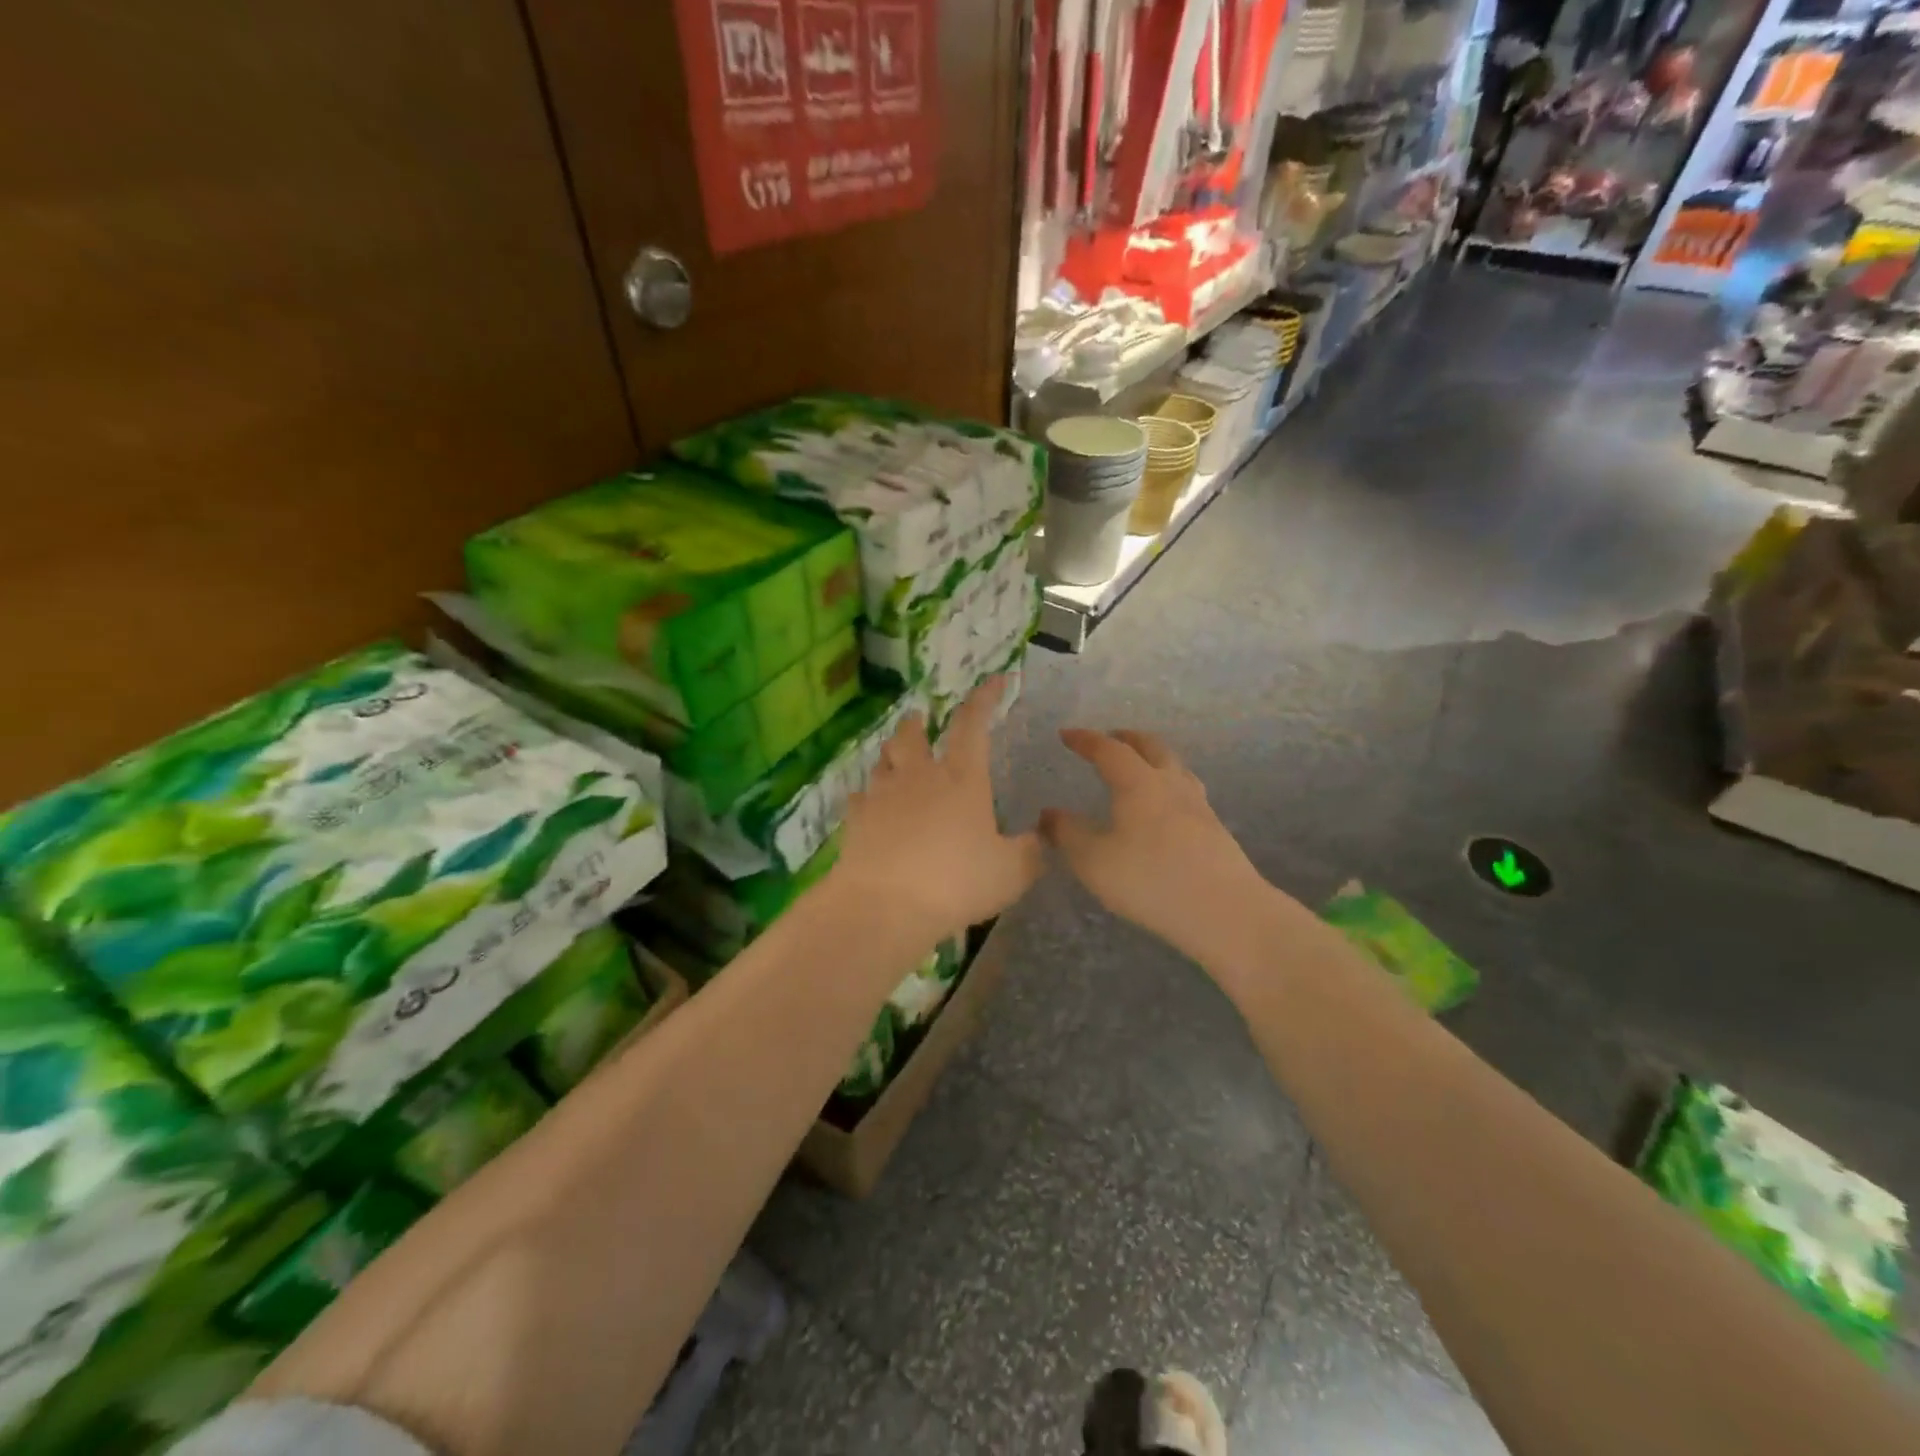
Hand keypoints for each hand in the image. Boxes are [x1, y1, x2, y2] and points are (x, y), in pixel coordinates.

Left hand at [833, 678, 1043, 942]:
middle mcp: (920, 776)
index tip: (995, 679)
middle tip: (921, 718)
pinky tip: (869, 805)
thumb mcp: (1011, 873)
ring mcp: (882, 796)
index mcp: (962, 779)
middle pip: (913, 735)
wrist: (885, 906)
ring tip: (895, 756)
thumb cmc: (956, 882)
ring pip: (883, 761)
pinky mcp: (856, 820)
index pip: (973, 724)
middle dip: (919, 722)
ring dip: (892, 753)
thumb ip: (1029, 852)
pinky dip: (867, 795)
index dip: (985, 698)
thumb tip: (1040, 839)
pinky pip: (860, 797)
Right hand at [1040, 729, 1269, 962]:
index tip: (1066, 734)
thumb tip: (1048, 814)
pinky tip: (1166, 806)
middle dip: (1126, 738)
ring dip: (1153, 757)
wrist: (1225, 911)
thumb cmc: (1149, 880)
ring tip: (1140, 766)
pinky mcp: (1215, 829)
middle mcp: (1171, 784)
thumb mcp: (1093, 861)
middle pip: (1150, 747)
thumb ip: (1067, 834)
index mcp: (1138, 783)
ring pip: (1175, 766)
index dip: (1085, 739)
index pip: (1108, 750)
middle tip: (1109, 738)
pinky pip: (1187, 791)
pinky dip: (1168, 784)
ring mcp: (1198, 805)